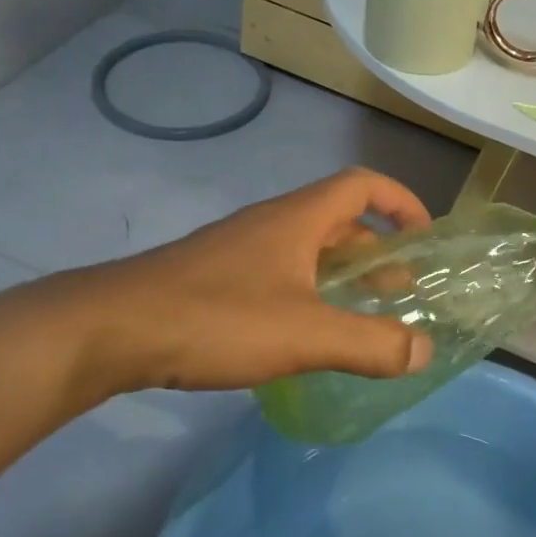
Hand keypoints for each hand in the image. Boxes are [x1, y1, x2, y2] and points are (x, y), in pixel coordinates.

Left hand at [48, 168, 436, 398]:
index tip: (426, 236)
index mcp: (298, 219)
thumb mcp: (306, 334)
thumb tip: (424, 350)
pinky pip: (279, 274)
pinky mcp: (215, 278)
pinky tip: (305, 334)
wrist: (109, 330)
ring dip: (342, 274)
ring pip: (307, 250)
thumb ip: (371, 343)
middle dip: (377, 250)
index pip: (363, 185)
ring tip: (362, 316)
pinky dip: (308, 293)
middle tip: (401, 292)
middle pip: (338, 220)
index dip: (401, 203)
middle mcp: (271, 224)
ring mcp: (239, 250)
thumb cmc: (217, 318)